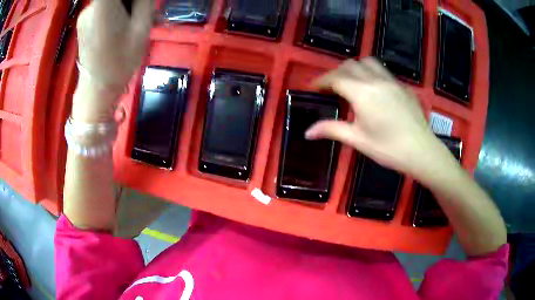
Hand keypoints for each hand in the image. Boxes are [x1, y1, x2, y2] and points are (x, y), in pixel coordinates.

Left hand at [73, 0, 152, 121]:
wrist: (97, 90)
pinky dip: (117, 8)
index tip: (137, 2)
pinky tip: (126, 20)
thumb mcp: (141, 28)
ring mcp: (86, 14)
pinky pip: (104, 6)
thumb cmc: (120, 62)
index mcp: (103, 6)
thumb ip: (143, 1)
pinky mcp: (85, 22)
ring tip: (139, 16)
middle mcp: (91, 7)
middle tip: (145, 10)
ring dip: (126, 3)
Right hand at [305, 58, 446, 175]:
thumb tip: (307, 132)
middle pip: (350, 65)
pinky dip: (372, 75)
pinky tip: (375, 91)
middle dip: (336, 73)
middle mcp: (376, 80)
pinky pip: (384, 72)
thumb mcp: (357, 140)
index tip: (313, 87)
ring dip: (356, 68)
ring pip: (369, 63)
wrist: (421, 151)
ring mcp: (392, 81)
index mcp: (362, 93)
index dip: (321, 81)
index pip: (335, 78)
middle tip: (331, 88)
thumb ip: (331, 130)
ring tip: (352, 83)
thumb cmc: (388, 148)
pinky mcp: (403, 87)